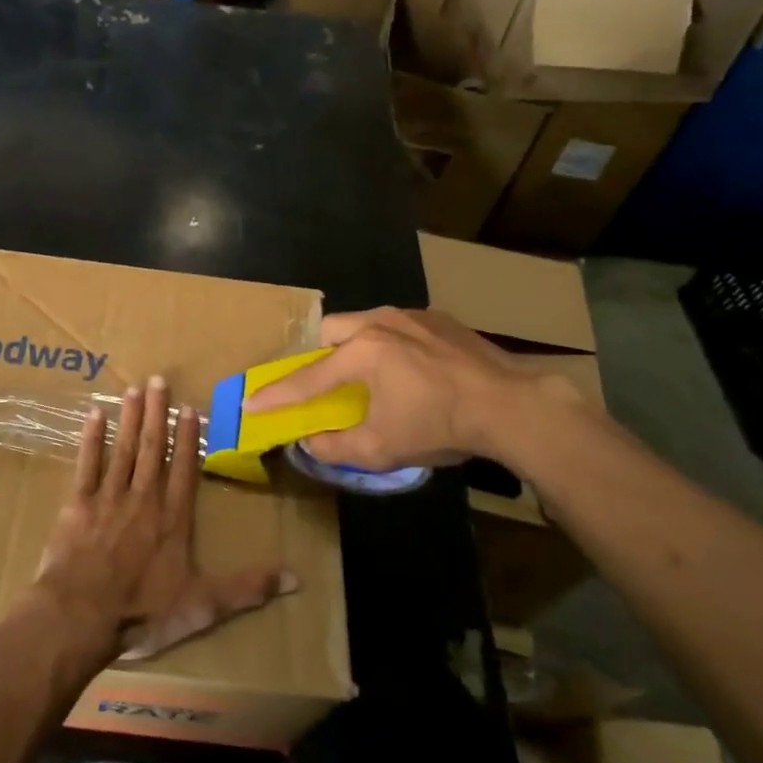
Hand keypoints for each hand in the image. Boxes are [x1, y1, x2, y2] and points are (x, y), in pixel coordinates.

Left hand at [32, 377, 297, 661]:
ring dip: (129, 418)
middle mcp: (143, 499)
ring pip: (123, 449)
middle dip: (156, 413)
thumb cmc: (142, 611)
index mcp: (173, 519)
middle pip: (152, 448)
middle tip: (158, 379)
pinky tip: (94, 415)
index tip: (189, 408)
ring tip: (133, 388)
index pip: (184, 469)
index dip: (188, 438)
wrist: (80, 616)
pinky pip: (86, 464)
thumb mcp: (203, 607)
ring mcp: (108, 498)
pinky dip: (91, 439)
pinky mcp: (78, 504)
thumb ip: (248, 589)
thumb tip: (296, 579)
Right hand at [242, 308, 585, 472]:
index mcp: (362, 352)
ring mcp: (412, 315)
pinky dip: (388, 344)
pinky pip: (397, 326)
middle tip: (323, 383)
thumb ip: (336, 446)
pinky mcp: (439, 319)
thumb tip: (309, 442)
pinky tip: (408, 370)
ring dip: (354, 346)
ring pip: (364, 323)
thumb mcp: (383, 447)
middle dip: (317, 355)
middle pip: (330, 331)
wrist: (514, 406)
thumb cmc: (441, 426)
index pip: (306, 378)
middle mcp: (380, 322)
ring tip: (367, 375)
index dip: (275, 395)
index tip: (248, 404)